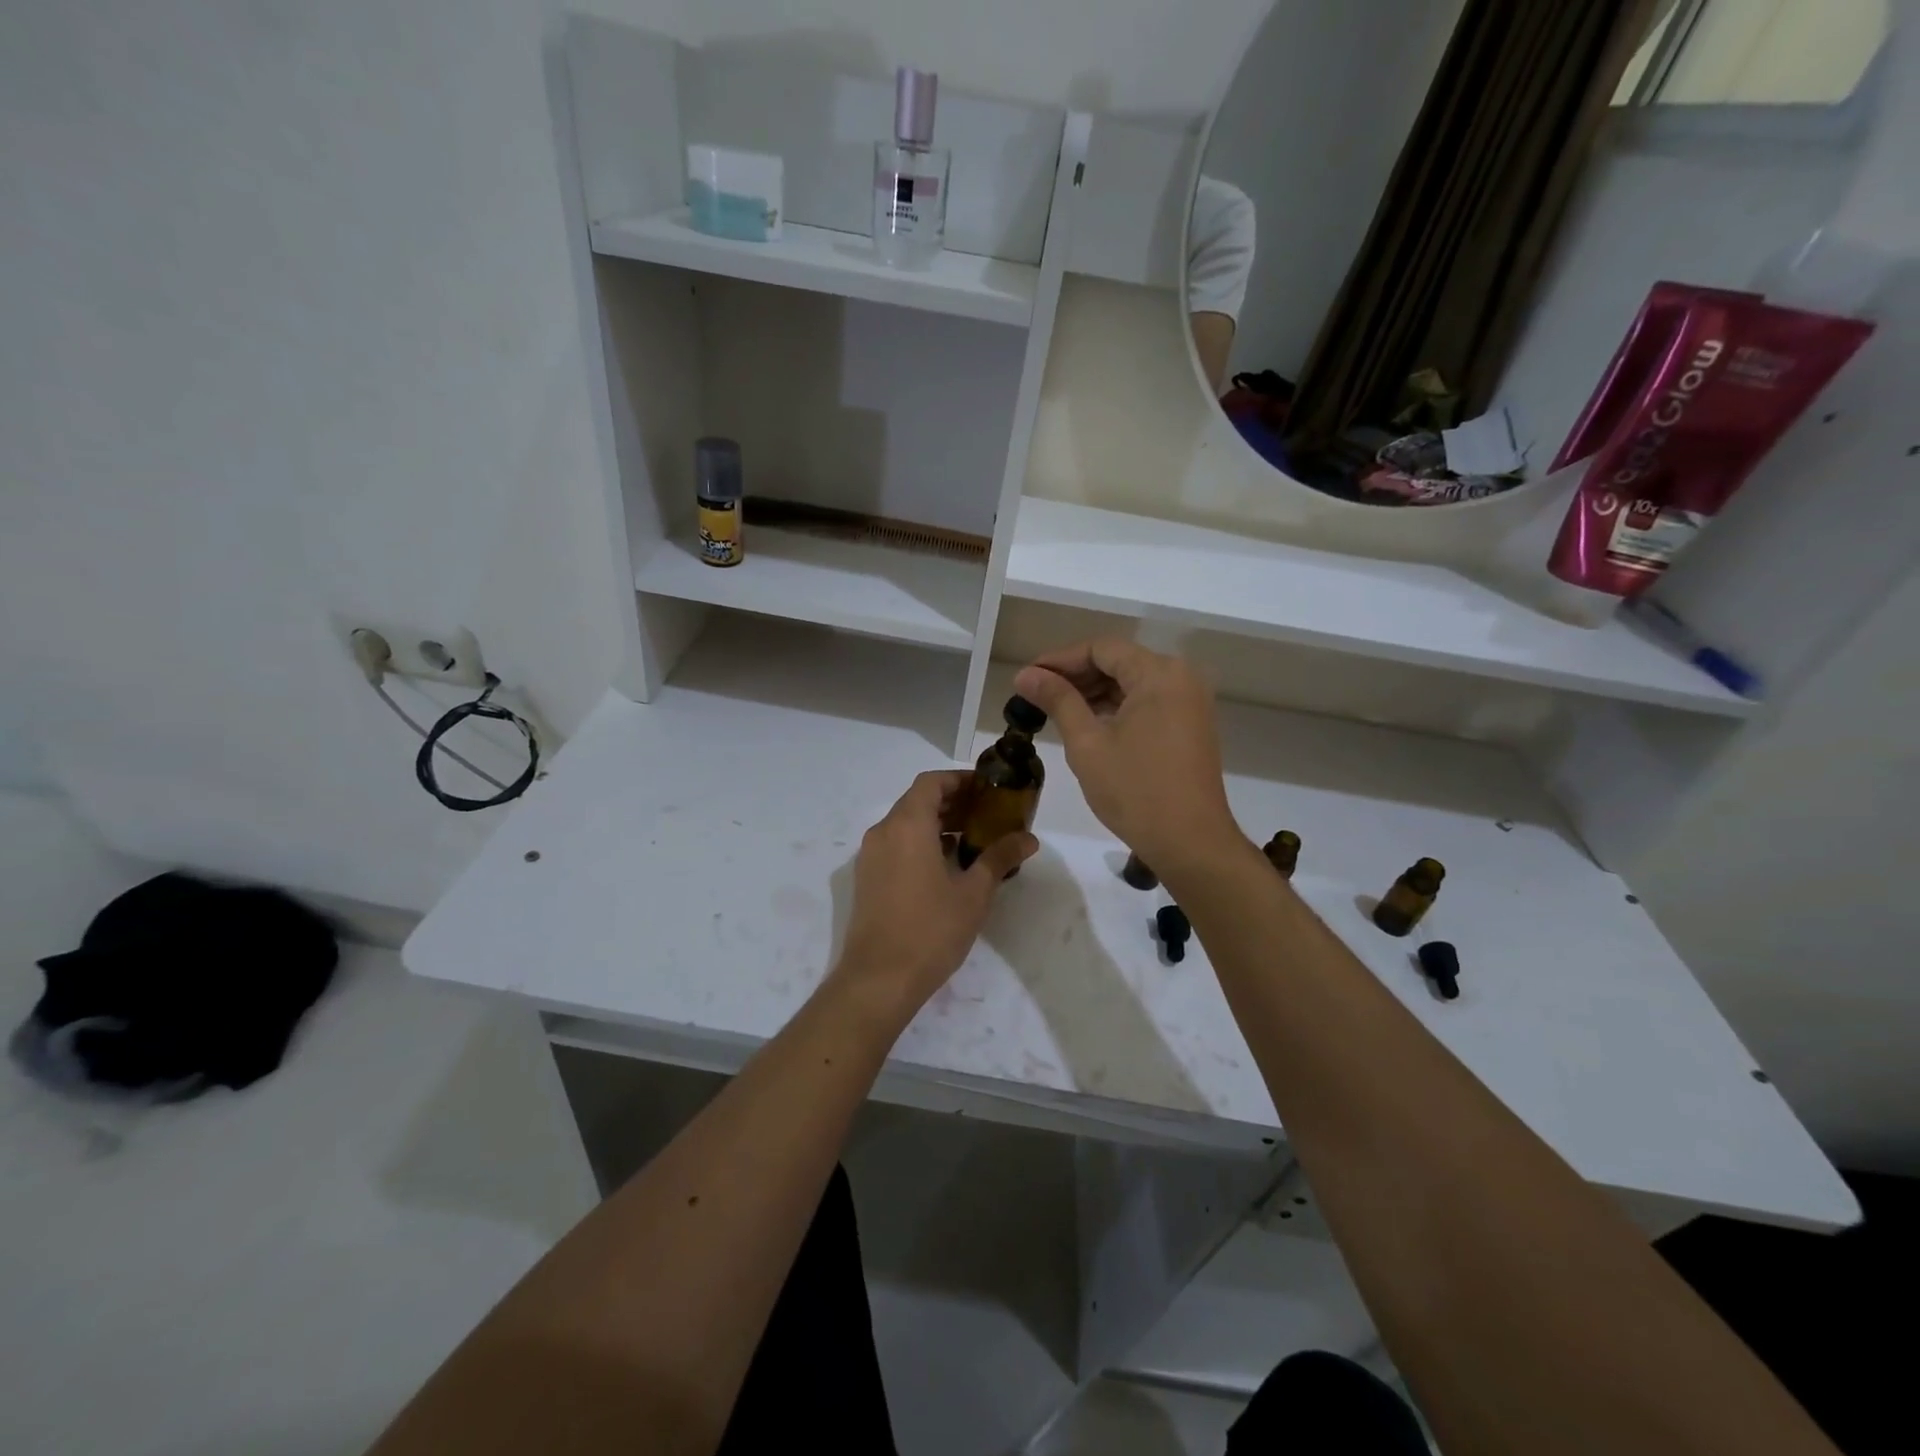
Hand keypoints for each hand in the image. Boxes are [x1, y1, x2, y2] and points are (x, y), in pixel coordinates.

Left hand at [828, 770, 1037, 1024]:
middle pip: (918, 801)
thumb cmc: (930, 930)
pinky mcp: (868, 878)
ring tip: (973, 840)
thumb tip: (1029, 839)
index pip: (931, 782)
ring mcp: (871, 856)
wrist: (878, 980)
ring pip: (905, 824)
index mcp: (907, 826)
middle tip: (988, 814)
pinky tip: (948, 866)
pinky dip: (921, 843)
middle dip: (952, 802)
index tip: (987, 790)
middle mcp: (883, 832)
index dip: (959, 780)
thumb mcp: (973, 893)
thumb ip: (999, 858)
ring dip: (937, 823)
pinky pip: (896, 845)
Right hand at [1013, 639, 1238, 873]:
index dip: (1060, 659)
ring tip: (1054, 710)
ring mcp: (1190, 702)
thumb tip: (1026, 675)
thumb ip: (1058, 700)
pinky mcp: (1190, 725)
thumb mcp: (1087, 743)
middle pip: (1119, 661)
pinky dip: (1116, 708)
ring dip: (1094, 692)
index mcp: (1159, 674)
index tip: (1028, 678)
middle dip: (1076, 675)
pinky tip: (1087, 723)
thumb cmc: (1135, 791)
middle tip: (1036, 695)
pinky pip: (1148, 702)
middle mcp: (1181, 678)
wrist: (1190, 842)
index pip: (1102, 649)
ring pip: (1133, 683)